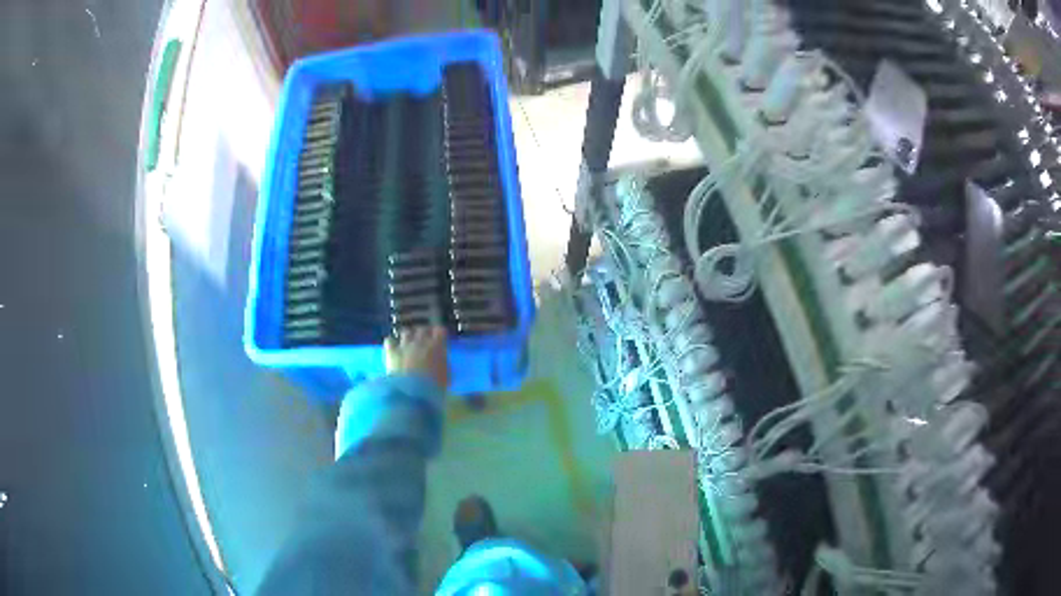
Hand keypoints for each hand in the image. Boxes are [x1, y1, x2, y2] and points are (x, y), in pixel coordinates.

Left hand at [384, 327, 448, 389]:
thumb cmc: (435, 386)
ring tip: (407, 344)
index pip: (440, 331)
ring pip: (406, 332)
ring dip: (407, 337)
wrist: (414, 392)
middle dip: (423, 334)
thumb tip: (441, 359)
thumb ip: (443, 364)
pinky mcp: (392, 351)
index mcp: (437, 346)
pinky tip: (393, 348)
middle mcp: (421, 341)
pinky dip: (392, 343)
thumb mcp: (446, 376)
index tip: (438, 339)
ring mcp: (405, 344)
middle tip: (423, 341)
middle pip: (422, 329)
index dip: (438, 334)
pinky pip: (389, 340)